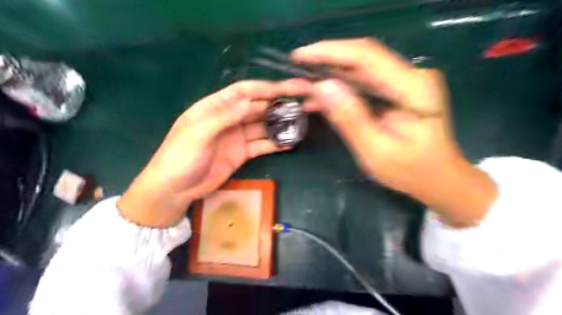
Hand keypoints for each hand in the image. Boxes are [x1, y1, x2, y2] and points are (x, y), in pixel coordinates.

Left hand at [118, 79, 311, 226]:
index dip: (264, 88)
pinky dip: (275, 144)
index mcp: (214, 108)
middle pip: (256, 108)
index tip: (285, 88)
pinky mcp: (242, 154)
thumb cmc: (179, 157)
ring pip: (262, 127)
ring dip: (279, 125)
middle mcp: (228, 120)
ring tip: (299, 123)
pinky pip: (261, 146)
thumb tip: (250, 103)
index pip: (242, 92)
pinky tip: (289, 143)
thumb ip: (223, 117)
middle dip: (277, 105)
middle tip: (300, 105)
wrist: (174, 189)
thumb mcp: (197, 134)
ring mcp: (236, 137)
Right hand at [292, 40, 491, 226]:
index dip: (330, 52)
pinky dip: (340, 88)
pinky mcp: (396, 91)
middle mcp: (411, 76)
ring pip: (359, 69)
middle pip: (361, 58)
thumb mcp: (377, 151)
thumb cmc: (412, 172)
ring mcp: (404, 82)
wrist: (440, 178)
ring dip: (329, 75)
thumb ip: (351, 118)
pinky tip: (319, 98)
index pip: (366, 56)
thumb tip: (322, 87)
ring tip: (301, 84)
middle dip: (325, 61)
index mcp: (413, 88)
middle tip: (295, 69)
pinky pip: (363, 83)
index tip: (299, 56)